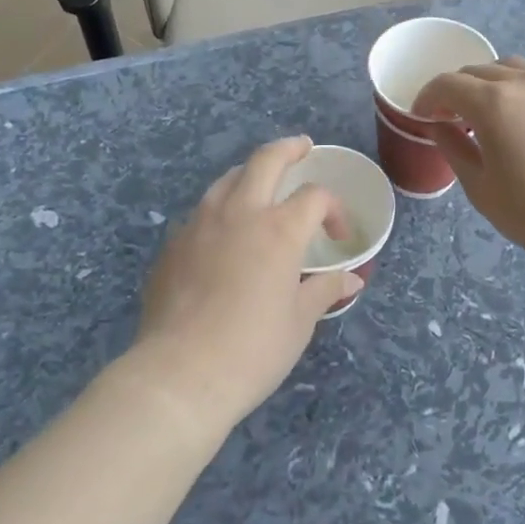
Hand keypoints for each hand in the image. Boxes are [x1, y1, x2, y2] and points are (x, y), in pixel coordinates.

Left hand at [126, 137, 359, 431]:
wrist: (179, 376)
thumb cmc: (251, 351)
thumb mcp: (299, 323)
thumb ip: (324, 290)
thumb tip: (351, 278)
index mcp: (279, 230)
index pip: (315, 196)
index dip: (334, 209)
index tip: (339, 235)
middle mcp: (239, 213)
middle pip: (266, 160)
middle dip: (289, 148)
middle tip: (302, 147)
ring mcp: (200, 224)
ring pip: (227, 179)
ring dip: (250, 174)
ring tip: (261, 184)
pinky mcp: (172, 244)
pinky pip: (201, 211)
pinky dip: (221, 208)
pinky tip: (223, 233)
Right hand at [413, 57, 524, 271]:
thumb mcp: (480, 187)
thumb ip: (453, 148)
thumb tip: (438, 126)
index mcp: (491, 103)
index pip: (447, 84)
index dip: (427, 97)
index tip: (420, 116)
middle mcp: (522, 84)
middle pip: (477, 71)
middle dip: (455, 90)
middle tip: (449, 118)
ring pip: (510, 68)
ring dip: (488, 82)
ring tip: (486, 111)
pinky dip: (518, 90)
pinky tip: (523, 121)